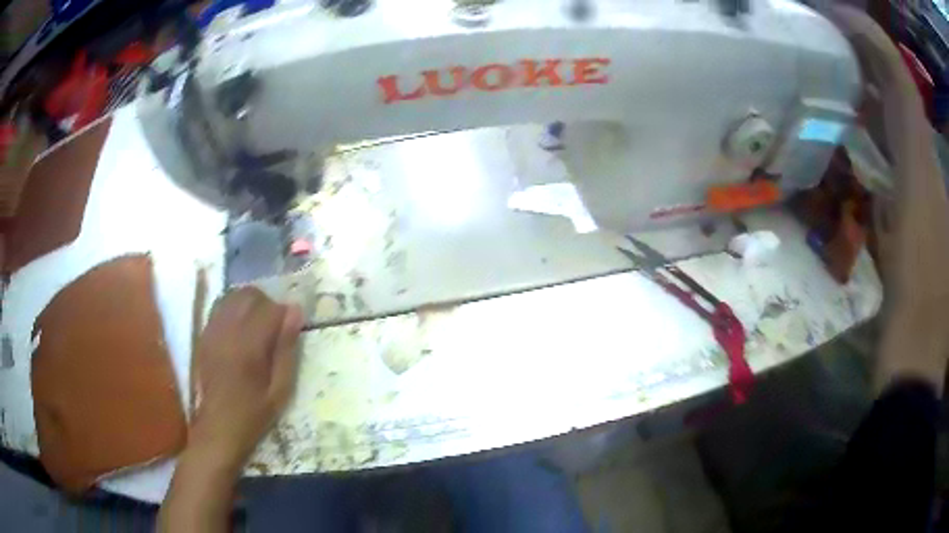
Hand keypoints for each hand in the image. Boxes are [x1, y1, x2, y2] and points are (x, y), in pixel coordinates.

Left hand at [188, 287, 302, 473]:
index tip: (292, 329)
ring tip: (257, 326)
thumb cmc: (254, 414)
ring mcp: (212, 330)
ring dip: (249, 304)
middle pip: (249, 295)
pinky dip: (233, 309)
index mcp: (249, 345)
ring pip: (232, 296)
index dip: (285, 314)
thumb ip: (286, 349)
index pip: (270, 308)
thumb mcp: (280, 389)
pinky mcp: (204, 335)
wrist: (218, 428)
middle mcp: (228, 330)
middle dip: (267, 304)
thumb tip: (295, 312)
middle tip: (275, 327)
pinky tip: (240, 329)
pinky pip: (219, 307)